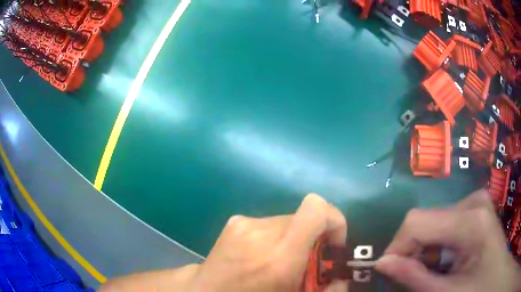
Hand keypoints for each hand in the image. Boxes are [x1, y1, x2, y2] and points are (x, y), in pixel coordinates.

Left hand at [193, 193, 347, 291]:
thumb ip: (326, 291)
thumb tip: (343, 279)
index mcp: (279, 258)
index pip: (316, 209)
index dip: (334, 220)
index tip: (333, 244)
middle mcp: (261, 232)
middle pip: (305, 218)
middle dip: (313, 239)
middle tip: (305, 265)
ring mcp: (244, 224)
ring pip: (288, 222)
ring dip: (292, 240)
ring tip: (278, 263)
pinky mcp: (235, 222)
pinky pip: (269, 224)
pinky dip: (275, 238)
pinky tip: (260, 257)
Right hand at [376, 189, 520, 291]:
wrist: (493, 277)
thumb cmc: (478, 291)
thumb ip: (414, 278)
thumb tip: (381, 263)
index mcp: (471, 219)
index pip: (417, 221)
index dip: (397, 248)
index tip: (390, 273)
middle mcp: (473, 201)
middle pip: (426, 221)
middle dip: (413, 252)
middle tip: (415, 279)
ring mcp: (476, 202)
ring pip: (434, 223)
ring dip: (425, 251)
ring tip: (435, 273)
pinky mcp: (476, 209)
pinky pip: (445, 224)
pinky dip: (437, 247)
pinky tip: (447, 262)